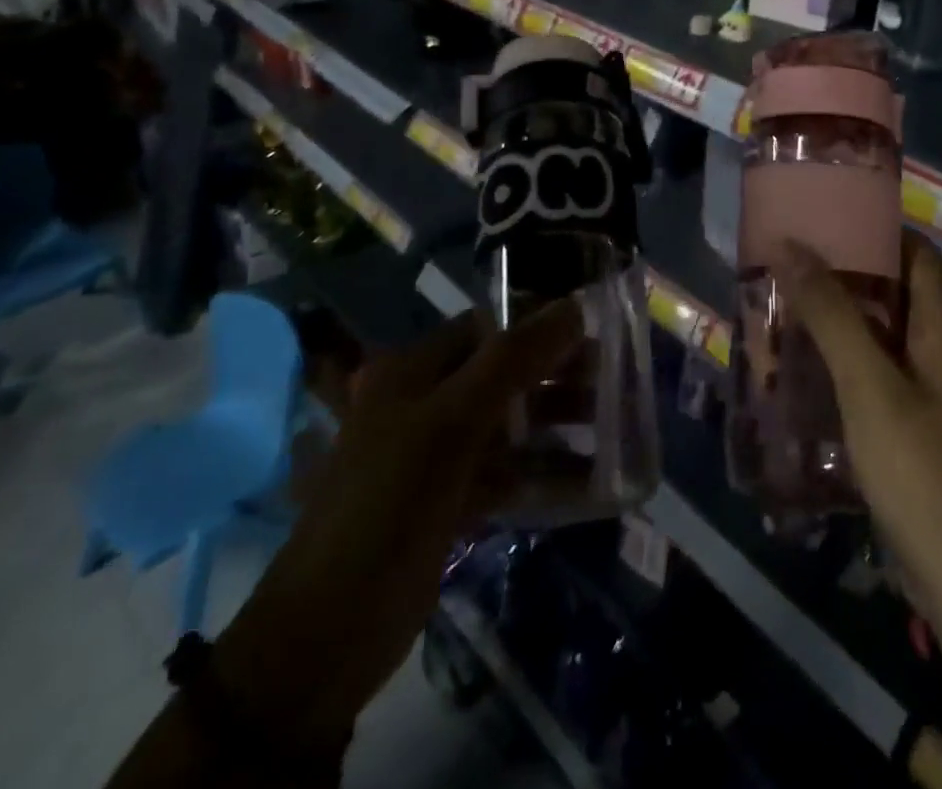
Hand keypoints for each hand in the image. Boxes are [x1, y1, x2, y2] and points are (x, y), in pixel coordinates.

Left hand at [212, 302, 582, 753]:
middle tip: (614, 378)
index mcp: (414, 370)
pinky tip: (591, 480)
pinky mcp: (450, 500)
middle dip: (558, 374)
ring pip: (510, 423)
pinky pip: (508, 473)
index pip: (489, 326)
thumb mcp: (451, 424)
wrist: (326, 634)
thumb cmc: (387, 507)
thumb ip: (513, 361)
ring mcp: (437, 454)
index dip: (541, 322)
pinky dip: (545, 473)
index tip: (596, 328)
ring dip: (558, 422)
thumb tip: (574, 306)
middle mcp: (425, 402)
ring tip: (615, 425)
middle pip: (505, 372)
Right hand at [773, 233, 941, 654]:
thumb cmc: (922, 468)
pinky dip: (839, 361)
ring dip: (835, 318)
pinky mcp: (911, 426)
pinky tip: (798, 367)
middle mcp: (939, 348)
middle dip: (842, 272)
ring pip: (878, 334)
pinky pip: (872, 374)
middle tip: (786, 258)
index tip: (823, 212)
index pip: (914, 251)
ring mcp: (927, 390)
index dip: (874, 226)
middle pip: (892, 290)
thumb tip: (791, 243)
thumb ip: (832, 313)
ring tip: (781, 303)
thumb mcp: (870, 383)